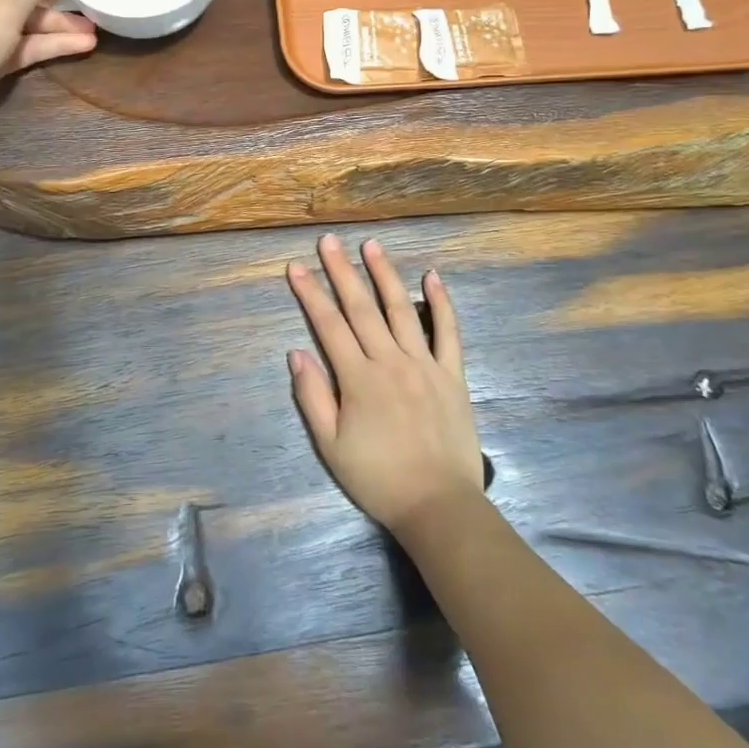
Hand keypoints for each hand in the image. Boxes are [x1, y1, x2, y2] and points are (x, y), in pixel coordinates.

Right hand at [286, 234, 482, 535]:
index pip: (329, 325)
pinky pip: (448, 331)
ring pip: (401, 309)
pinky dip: (442, 302)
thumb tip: (296, 352)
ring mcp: (425, 363)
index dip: (310, 294)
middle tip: (328, 241)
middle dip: (342, 271)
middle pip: (361, 307)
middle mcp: (390, 361)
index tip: (296, 266)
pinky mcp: (452, 374)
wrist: (438, 506)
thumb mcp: (330, 446)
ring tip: (372, 245)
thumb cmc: (378, 478)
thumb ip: (312, 397)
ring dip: (385, 274)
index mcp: (358, 379)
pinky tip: (432, 275)